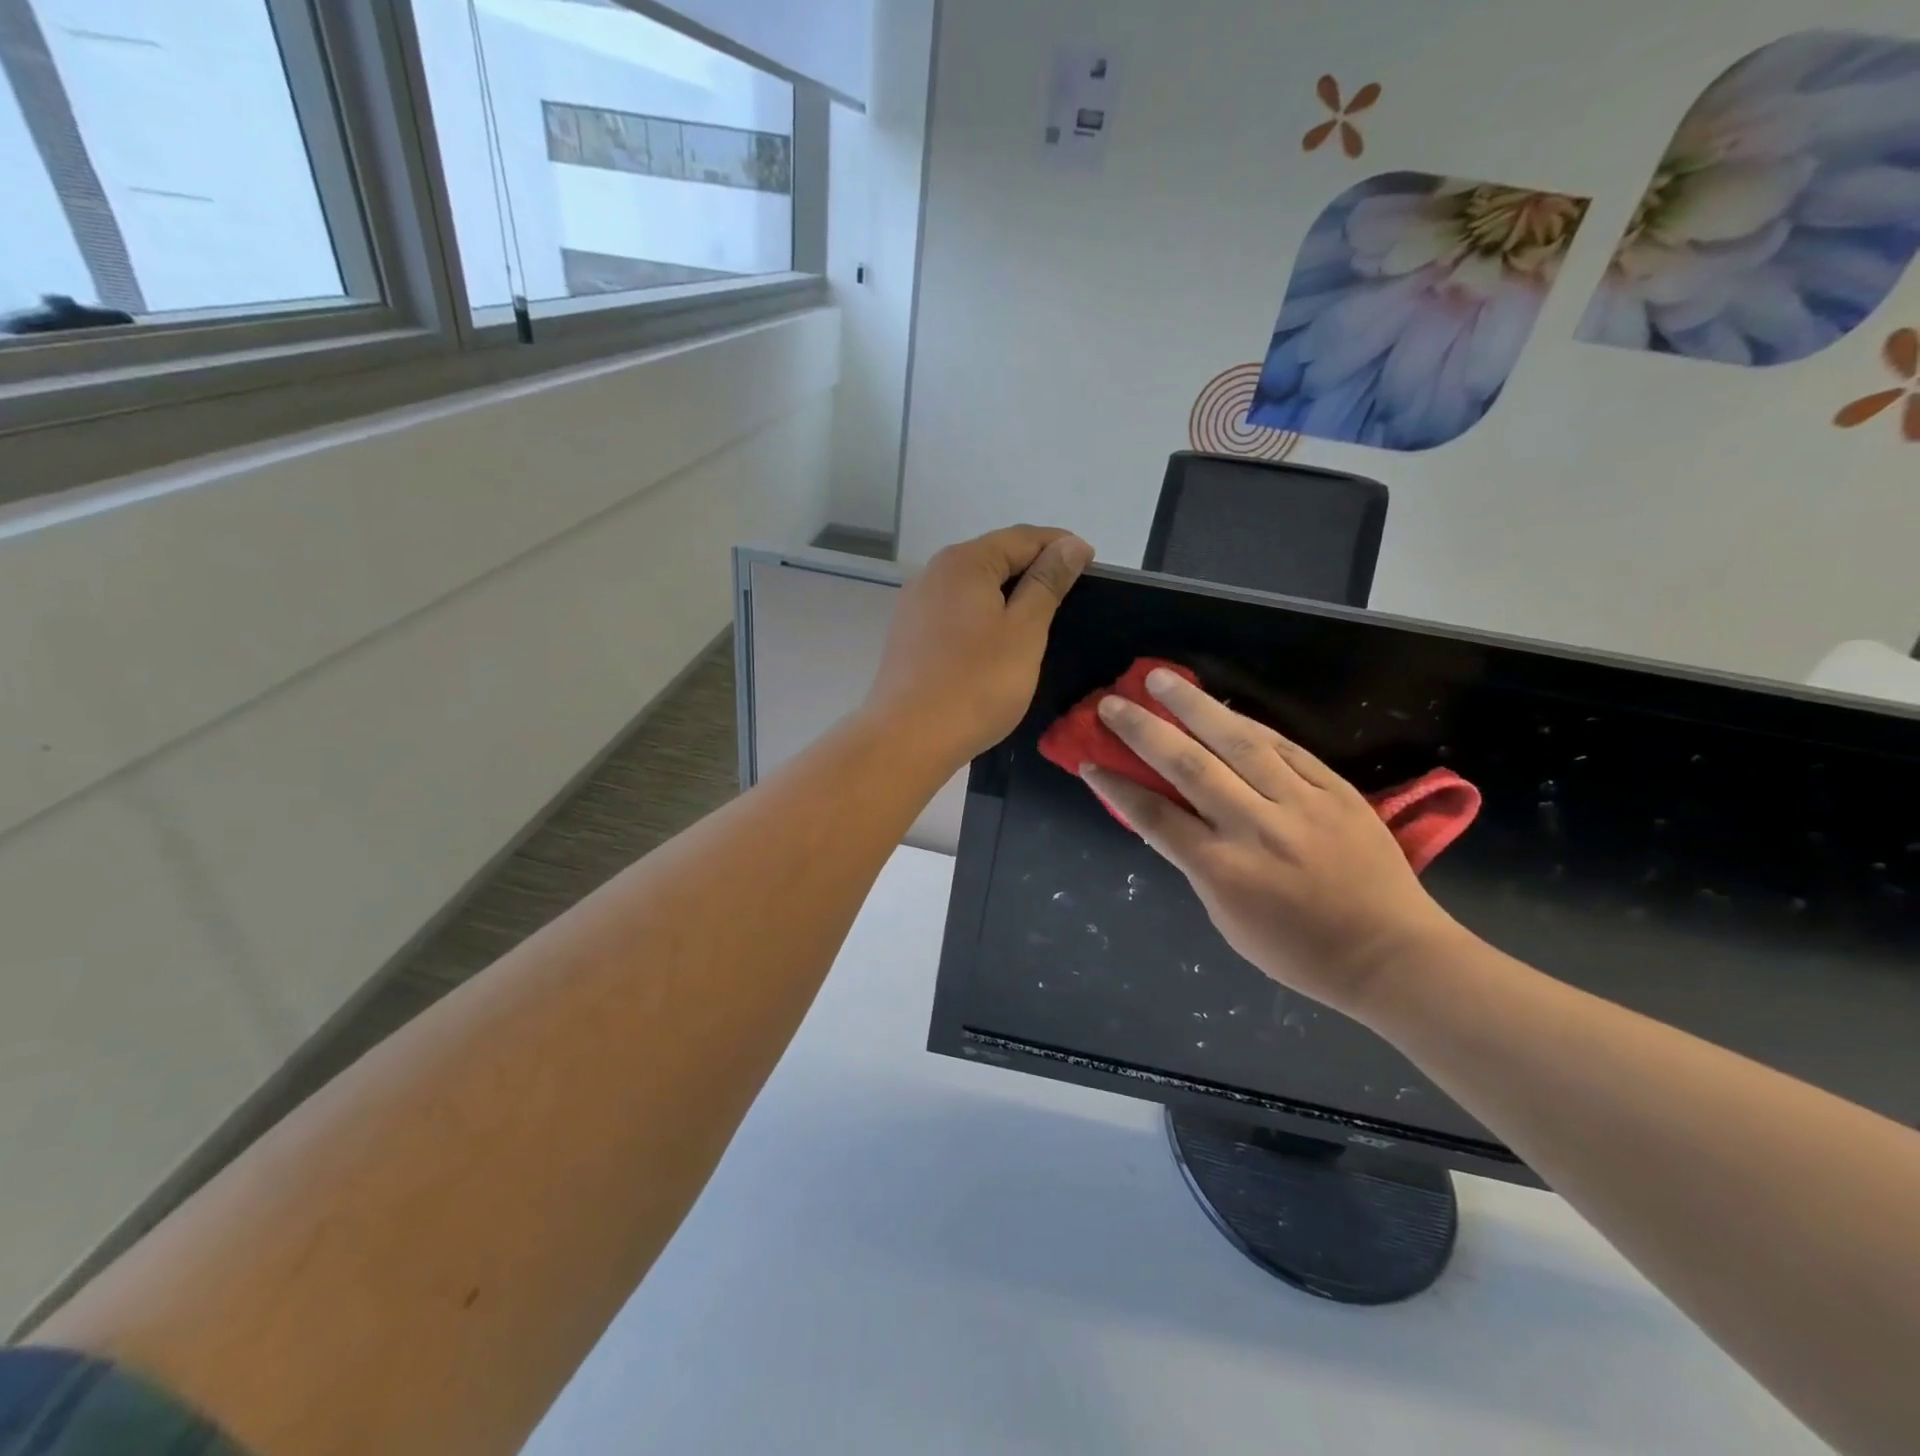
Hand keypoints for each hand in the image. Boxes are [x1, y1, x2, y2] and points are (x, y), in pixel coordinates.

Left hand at [866, 526, 1093, 768]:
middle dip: (1033, 568)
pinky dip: (981, 617)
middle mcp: (933, 573)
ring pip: (972, 587)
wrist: (908, 738)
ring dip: (1006, 594)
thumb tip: (1071, 544)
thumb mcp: (1024, 631)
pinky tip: (995, 642)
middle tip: (1070, 593)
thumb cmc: (977, 684)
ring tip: (1038, 618)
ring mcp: (915, 605)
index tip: (1092, 564)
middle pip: (993, 558)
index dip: (1060, 546)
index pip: (1021, 538)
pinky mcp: (908, 636)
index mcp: (963, 562)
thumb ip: (1048, 583)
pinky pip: (954, 612)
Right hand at [1084, 668, 1461, 1019]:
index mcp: (1221, 869)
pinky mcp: (1334, 789)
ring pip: (1237, 741)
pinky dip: (1246, 723)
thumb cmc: (1299, 950)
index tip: (1089, 762)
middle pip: (1188, 766)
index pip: (1154, 817)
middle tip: (1113, 702)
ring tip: (1162, 678)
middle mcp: (1253, 827)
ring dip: (1194, 706)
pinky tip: (1221, 707)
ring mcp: (1298, 803)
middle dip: (1143, 730)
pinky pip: (1283, 747)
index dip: (1117, 787)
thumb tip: (1174, 817)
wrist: (1390, 955)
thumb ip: (1198, 863)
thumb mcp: (1228, 919)